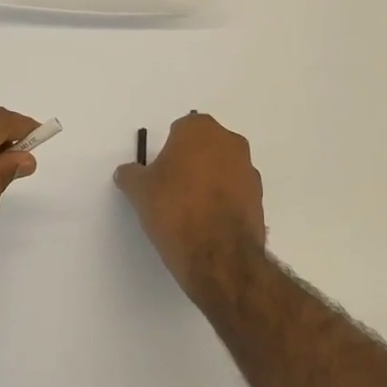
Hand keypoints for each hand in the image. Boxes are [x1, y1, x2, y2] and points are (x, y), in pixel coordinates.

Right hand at [114, 113, 265, 303]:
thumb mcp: (139, 191)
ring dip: (209, 182)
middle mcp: (230, 143)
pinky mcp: (259, 199)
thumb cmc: (174, 209)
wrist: (218, 255)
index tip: (159, 173)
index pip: (180, 130)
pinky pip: (235, 193)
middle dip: (191, 162)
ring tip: (189, 211)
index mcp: (200, 130)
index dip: (167, 151)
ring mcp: (249, 171)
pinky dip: (223, 202)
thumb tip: (127, 172)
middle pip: (205, 147)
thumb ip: (131, 175)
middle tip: (172, 189)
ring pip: (222, 169)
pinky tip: (207, 224)